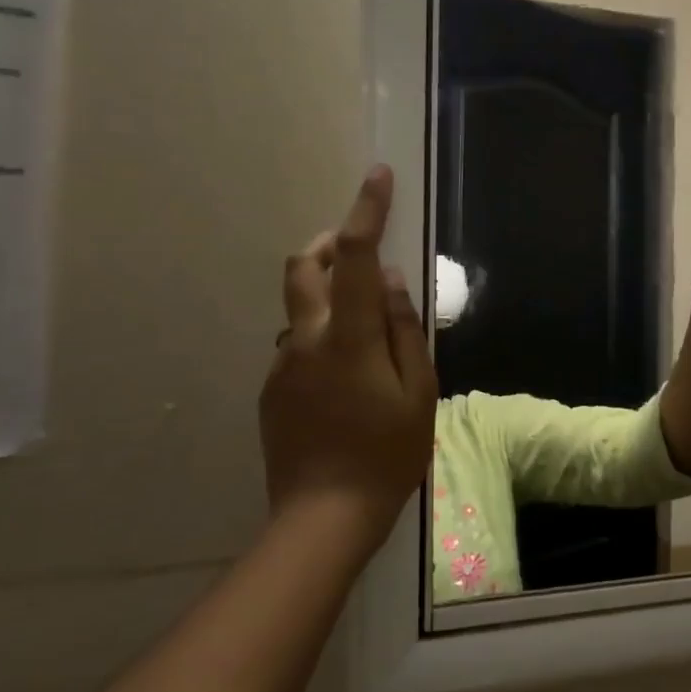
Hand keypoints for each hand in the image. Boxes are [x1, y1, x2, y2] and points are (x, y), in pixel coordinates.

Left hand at [258, 166, 438, 557]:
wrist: (323, 516)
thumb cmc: (387, 453)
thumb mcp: (418, 391)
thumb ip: (405, 330)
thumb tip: (394, 281)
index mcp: (349, 337)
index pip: (357, 257)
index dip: (367, 211)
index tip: (378, 175)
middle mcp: (306, 339)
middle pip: (305, 266)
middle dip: (331, 242)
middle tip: (360, 249)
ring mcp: (282, 364)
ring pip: (300, 306)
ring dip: (329, 293)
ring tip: (366, 326)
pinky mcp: (272, 388)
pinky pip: (297, 342)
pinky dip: (322, 334)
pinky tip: (347, 376)